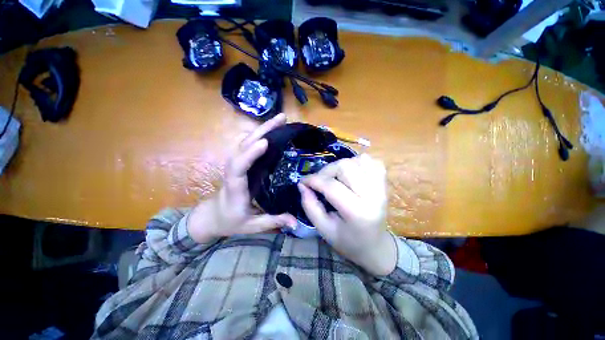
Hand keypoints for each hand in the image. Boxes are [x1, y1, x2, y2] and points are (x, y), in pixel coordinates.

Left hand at [188, 114, 296, 242]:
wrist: (212, 216)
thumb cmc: (231, 221)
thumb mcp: (252, 226)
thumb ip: (274, 222)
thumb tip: (296, 222)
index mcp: (235, 188)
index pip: (238, 167)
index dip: (249, 154)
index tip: (265, 143)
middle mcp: (233, 171)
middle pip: (243, 145)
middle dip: (262, 130)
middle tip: (282, 119)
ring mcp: (236, 165)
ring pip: (245, 141)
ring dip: (262, 129)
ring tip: (280, 121)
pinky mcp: (241, 164)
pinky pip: (247, 145)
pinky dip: (258, 135)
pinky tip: (271, 132)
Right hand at [298, 154, 396, 275]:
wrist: (375, 246)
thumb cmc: (347, 241)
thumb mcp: (323, 228)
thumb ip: (310, 205)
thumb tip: (302, 185)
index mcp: (358, 212)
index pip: (332, 187)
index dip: (313, 180)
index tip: (302, 182)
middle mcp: (374, 195)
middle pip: (345, 167)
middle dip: (326, 171)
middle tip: (319, 181)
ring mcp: (381, 186)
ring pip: (357, 160)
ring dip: (341, 166)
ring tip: (335, 178)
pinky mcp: (384, 182)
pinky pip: (370, 161)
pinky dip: (357, 163)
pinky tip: (351, 174)